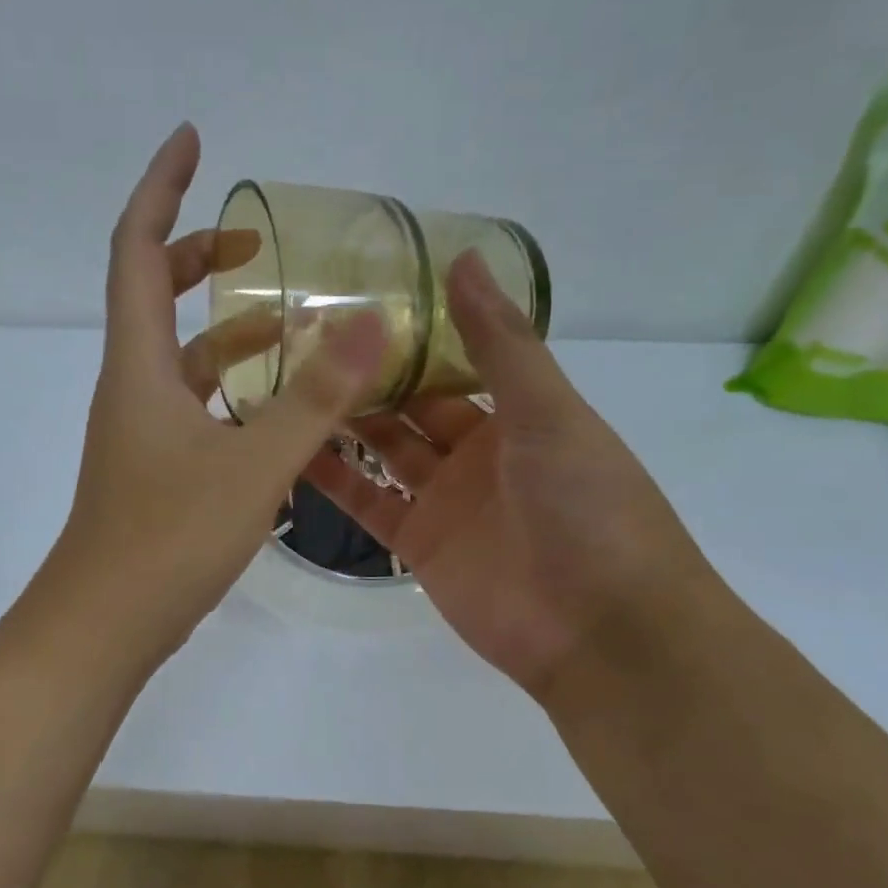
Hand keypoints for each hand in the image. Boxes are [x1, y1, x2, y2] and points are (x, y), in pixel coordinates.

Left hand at [52, 123, 387, 663]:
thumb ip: (314, 397)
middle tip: (257, 241)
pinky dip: (234, 385)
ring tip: (292, 323)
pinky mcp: (158, 464)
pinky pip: (197, 401)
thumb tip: (369, 323)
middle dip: (202, 253)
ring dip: (229, 329)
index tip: (191, 140)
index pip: (140, 249)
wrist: (104, 626)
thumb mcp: (253, 465)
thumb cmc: (167, 541)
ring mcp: (143, 427)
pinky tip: (279, 406)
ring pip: (183, 354)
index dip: (161, 188)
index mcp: (140, 365)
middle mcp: (133, 385)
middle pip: (156, 292)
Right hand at [303, 253, 714, 702]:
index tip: (356, 296)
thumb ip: (501, 342)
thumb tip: (463, 256)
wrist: (602, 631)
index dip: (410, 331)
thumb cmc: (588, 506)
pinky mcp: (418, 544)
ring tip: (285, 381)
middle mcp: (478, 451)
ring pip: (382, 449)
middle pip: (411, 403)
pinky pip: (367, 503)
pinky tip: (289, 448)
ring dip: (342, 420)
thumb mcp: (550, 412)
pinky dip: (332, 479)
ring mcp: (445, 499)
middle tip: (303, 335)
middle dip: (367, 373)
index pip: (453, 359)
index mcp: (517, 413)